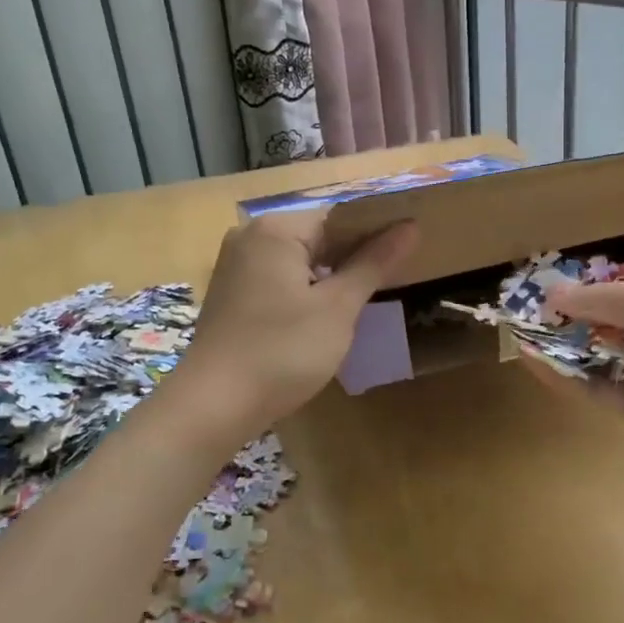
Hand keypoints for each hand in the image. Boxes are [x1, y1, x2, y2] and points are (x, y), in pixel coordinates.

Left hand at [171, 210, 416, 436]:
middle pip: (318, 235)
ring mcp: (236, 266)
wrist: (214, 406)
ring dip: (331, 275)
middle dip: (355, 255)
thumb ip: (373, 263)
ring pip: (299, 259)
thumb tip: (409, 227)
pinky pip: (279, 278)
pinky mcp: (231, 293)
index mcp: (276, 229)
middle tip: (395, 276)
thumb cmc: (283, 351)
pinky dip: (305, 289)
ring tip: (367, 295)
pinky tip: (326, 313)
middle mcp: (250, 236)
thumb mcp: (338, 308)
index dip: (377, 232)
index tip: (409, 251)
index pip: (340, 217)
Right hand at [538, 278, 623, 461]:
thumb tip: (552, 294)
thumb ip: (596, 300)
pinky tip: (536, 364)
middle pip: (609, 331)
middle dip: (571, 325)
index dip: (586, 296)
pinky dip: (570, 379)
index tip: (546, 295)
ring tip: (521, 339)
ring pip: (601, 363)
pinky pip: (601, 392)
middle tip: (526, 319)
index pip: (623, 297)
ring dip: (564, 351)